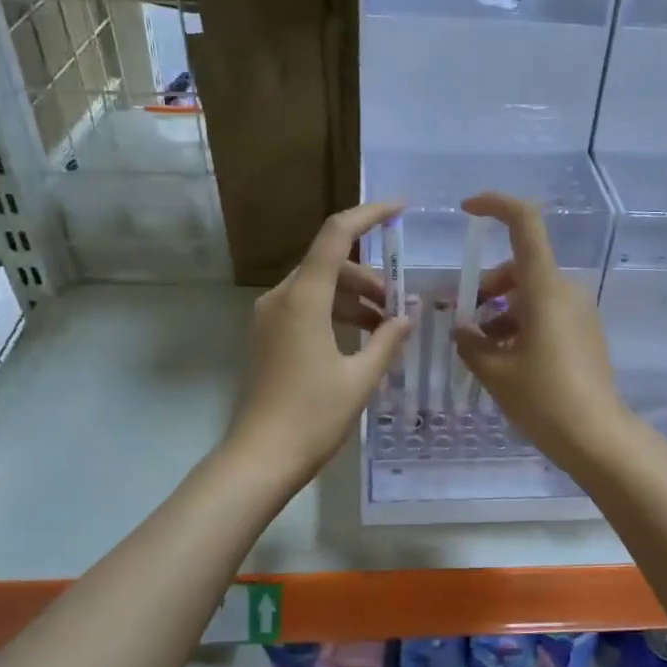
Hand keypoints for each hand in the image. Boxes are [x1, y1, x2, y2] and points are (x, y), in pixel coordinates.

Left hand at [228, 202, 414, 482]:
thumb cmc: (313, 417)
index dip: (369, 214)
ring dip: (354, 297)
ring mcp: (269, 318)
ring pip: (318, 287)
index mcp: (303, 299)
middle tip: (400, 303)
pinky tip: (361, 339)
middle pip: (329, 264)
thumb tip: (407, 315)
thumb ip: (388, 339)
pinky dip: (335, 313)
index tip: (400, 208)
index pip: (336, 236)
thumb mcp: (361, 378)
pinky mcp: (268, 337)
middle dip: (369, 276)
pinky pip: (306, 308)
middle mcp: (281, 298)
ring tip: (386, 325)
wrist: (260, 459)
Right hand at [452, 192, 633, 469]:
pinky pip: (547, 312)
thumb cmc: (543, 399)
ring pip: (531, 293)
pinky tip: (505, 359)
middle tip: (463, 320)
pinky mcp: (585, 332)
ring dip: (502, 310)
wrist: (597, 436)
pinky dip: (521, 324)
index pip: (525, 223)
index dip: (496, 205)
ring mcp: (579, 312)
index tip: (468, 210)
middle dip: (487, 286)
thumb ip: (472, 343)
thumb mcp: (496, 372)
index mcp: (544, 288)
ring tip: (481, 348)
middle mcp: (565, 290)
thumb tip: (462, 328)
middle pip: (520, 266)